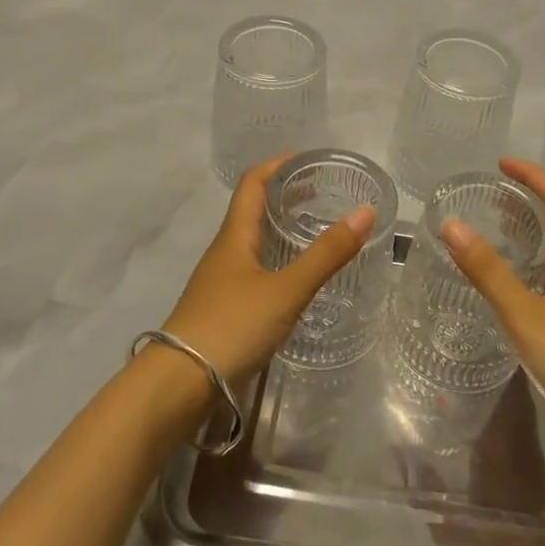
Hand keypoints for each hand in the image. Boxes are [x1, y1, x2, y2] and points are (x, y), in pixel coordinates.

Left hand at [161, 155, 375, 387]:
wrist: (179, 385)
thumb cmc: (231, 327)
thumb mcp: (286, 290)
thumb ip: (326, 254)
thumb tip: (365, 212)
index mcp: (235, 236)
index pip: (253, 183)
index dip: (278, 164)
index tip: (310, 159)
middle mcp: (225, 252)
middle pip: (253, 209)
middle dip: (286, 195)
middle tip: (323, 194)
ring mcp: (220, 282)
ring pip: (253, 241)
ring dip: (281, 228)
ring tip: (315, 231)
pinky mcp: (222, 309)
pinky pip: (253, 269)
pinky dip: (277, 259)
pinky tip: (295, 279)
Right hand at [440, 158, 544, 455]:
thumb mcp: (526, 316)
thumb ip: (488, 272)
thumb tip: (451, 224)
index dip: (535, 176)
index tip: (502, 164)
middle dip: (530, 203)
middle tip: (489, 200)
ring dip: (529, 239)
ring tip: (492, 238)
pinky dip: (529, 273)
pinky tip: (509, 295)